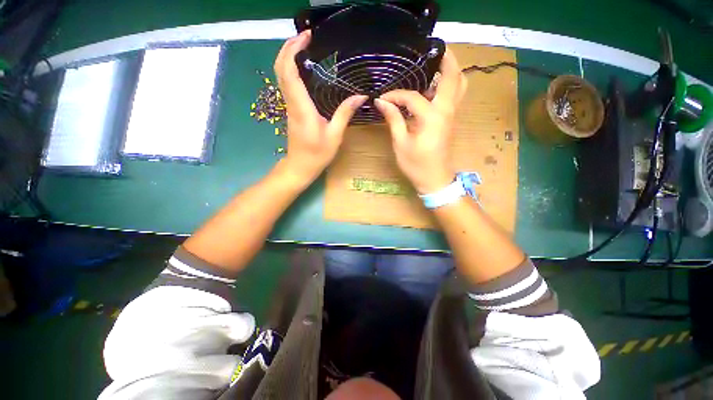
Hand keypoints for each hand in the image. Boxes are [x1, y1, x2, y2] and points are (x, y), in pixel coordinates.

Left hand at [274, 30, 367, 184]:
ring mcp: (289, 106)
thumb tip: (360, 96)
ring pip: (281, 75)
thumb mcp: (335, 136)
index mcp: (301, 108)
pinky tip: (304, 67)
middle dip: (288, 47)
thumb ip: (345, 114)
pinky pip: (287, 84)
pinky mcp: (291, 110)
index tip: (306, 37)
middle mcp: (291, 103)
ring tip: (305, 46)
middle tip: (305, 37)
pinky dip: (291, 69)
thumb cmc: (317, 154)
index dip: (293, 50)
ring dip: (288, 56)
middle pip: (280, 68)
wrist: (300, 167)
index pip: (289, 72)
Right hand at [374, 49, 466, 193]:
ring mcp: (452, 116)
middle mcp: (447, 111)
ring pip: (459, 86)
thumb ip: (394, 120)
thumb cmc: (416, 165)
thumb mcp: (401, 143)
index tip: (382, 98)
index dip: (396, 95)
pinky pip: (454, 97)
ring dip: (451, 71)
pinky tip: (433, 86)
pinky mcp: (450, 121)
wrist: (435, 180)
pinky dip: (448, 85)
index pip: (413, 97)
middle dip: (448, 59)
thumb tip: (382, 102)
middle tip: (436, 48)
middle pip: (454, 78)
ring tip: (436, 62)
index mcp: (432, 118)